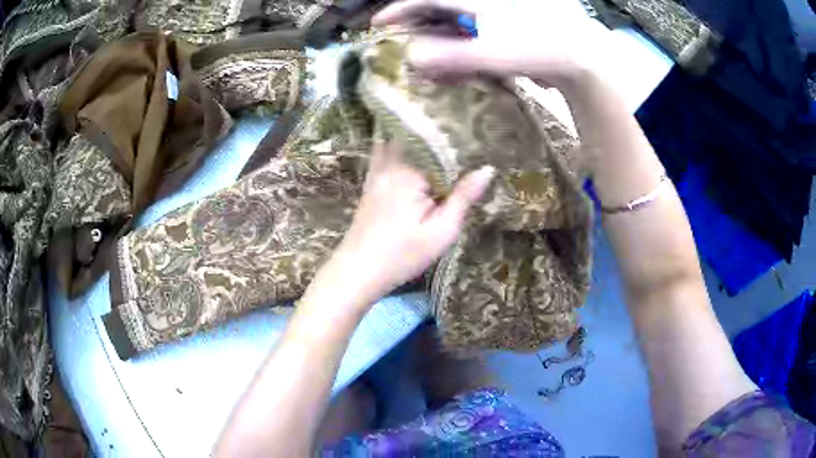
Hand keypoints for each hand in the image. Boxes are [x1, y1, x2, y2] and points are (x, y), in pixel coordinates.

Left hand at [325, 140, 493, 305]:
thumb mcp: (442, 231)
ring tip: (441, 139)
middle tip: (462, 133)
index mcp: (410, 173)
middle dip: (438, 137)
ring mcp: (376, 173)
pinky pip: (385, 155)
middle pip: (417, 140)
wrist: (358, 271)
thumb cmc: (403, 255)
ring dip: (418, 142)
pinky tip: (412, 154)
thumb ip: (463, 197)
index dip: (458, 142)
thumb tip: (487, 169)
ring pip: (399, 144)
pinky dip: (400, 150)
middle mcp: (390, 165)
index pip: (439, 145)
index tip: (476, 139)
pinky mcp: (370, 184)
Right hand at [372, 0, 608, 89]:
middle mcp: (482, 2)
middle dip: (418, 25)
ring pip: (455, 20)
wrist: (583, 55)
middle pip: (439, 7)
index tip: (379, 25)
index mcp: (474, 0)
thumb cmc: (540, 49)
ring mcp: (494, 12)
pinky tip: (462, 63)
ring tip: (432, 60)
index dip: (398, 10)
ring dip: (439, 39)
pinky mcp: (506, 24)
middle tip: (405, 45)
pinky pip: (473, 32)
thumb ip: (451, 56)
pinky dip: (462, 46)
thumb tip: (412, 58)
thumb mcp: (493, 54)